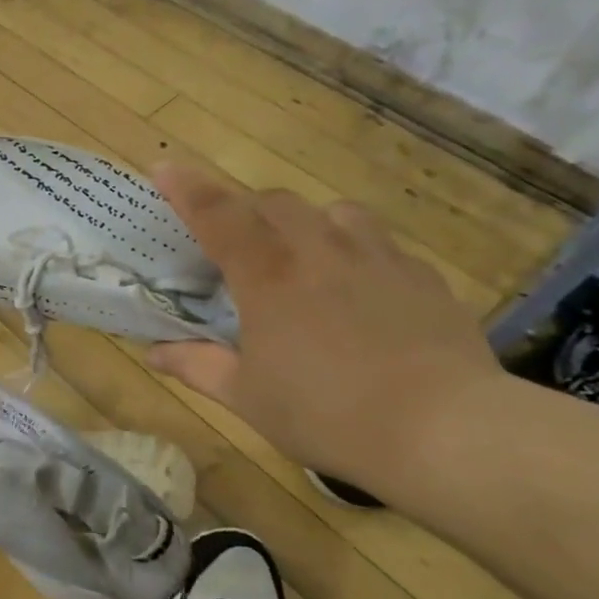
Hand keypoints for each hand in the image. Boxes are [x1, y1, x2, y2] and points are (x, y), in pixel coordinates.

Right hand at [146, 165, 503, 490]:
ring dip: (306, 223)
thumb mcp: (247, 397)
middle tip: (235, 241)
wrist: (444, 431)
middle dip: (247, 210)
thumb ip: (197, 366)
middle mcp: (319, 251)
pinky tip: (361, 291)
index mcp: (267, 276)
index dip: (187, 189)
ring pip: (334, 212)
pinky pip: (381, 245)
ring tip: (302, 255)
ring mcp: (378, 259)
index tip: (164, 167)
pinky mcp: (423, 278)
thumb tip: (153, 353)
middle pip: (275, 203)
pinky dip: (357, 253)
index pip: (218, 215)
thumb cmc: (325, 414)